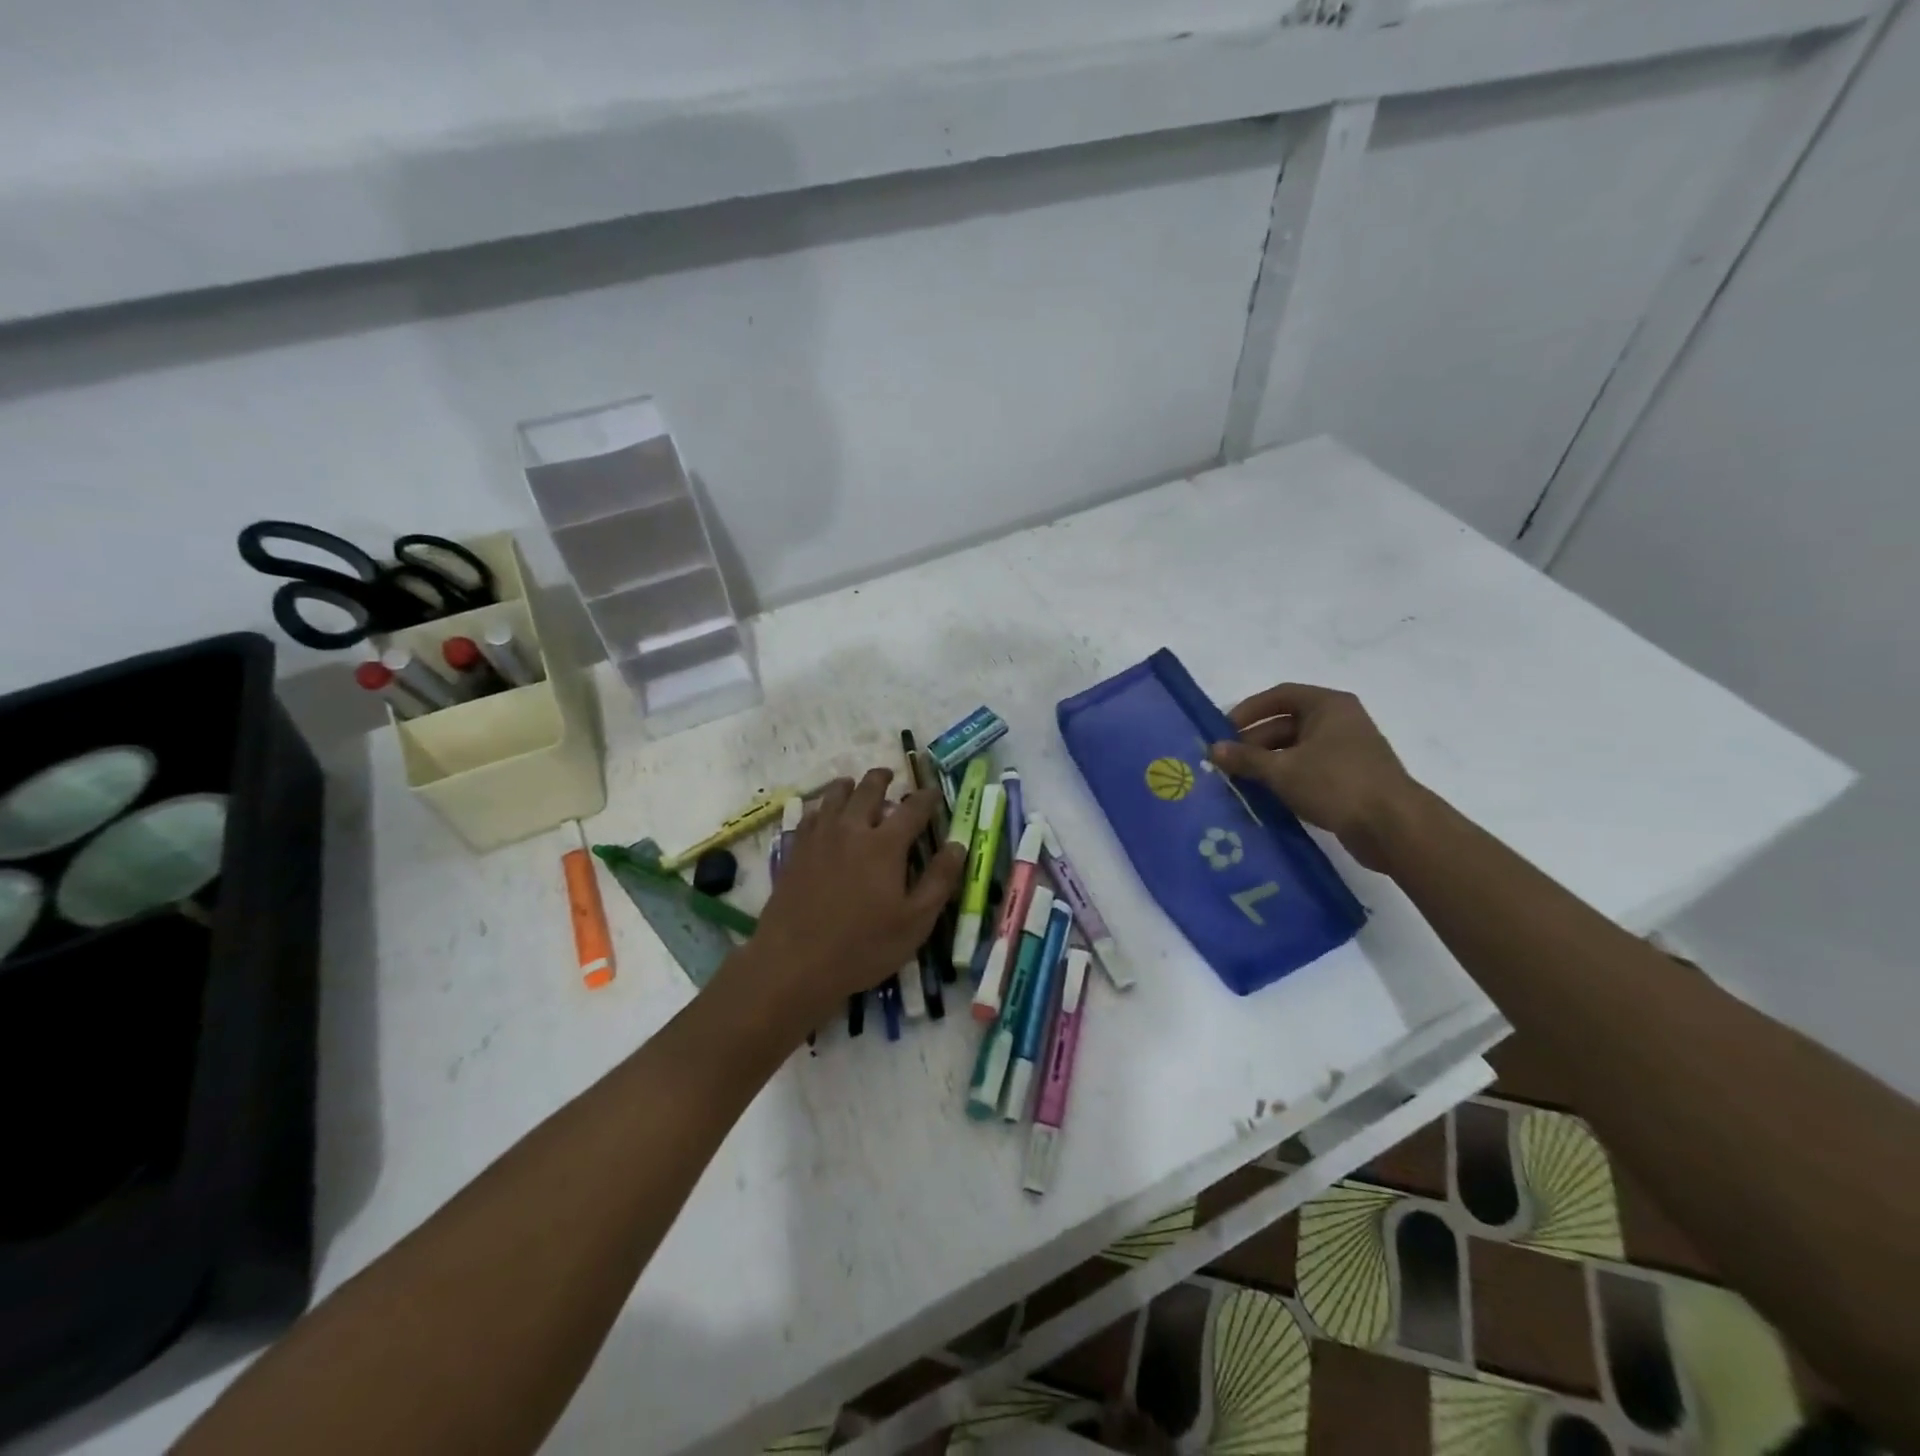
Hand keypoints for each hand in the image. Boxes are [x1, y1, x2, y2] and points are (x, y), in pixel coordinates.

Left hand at [735, 769, 964, 1033]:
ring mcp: (818, 838)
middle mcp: (851, 830)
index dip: (926, 797)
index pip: (912, 809)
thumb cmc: (863, 946)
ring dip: (848, 786)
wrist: (793, 962)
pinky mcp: (794, 851)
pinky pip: (808, 815)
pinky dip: (821, 807)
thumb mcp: (915, 922)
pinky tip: (822, 815)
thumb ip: (939, 880)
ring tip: (853, 785)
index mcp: (885, 844)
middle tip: (889, 775)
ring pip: (833, 796)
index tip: (933, 791)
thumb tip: (957, 846)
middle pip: (868, 790)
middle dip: (882, 779)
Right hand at [1209, 683, 1420, 871]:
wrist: (1393, 826)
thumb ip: (1245, 758)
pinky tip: (1266, 795)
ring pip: (1297, 749)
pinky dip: (1286, 778)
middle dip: (1254, 742)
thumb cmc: (1336, 783)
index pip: (1280, 696)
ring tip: (1241, 781)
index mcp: (1328, 706)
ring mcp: (1348, 750)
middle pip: (1286, 723)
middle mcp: (1340, 721)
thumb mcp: (1282, 770)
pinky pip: (1309, 769)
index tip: (1223, 730)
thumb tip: (1212, 749)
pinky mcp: (1350, 778)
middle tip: (1227, 762)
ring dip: (1268, 762)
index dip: (1249, 710)